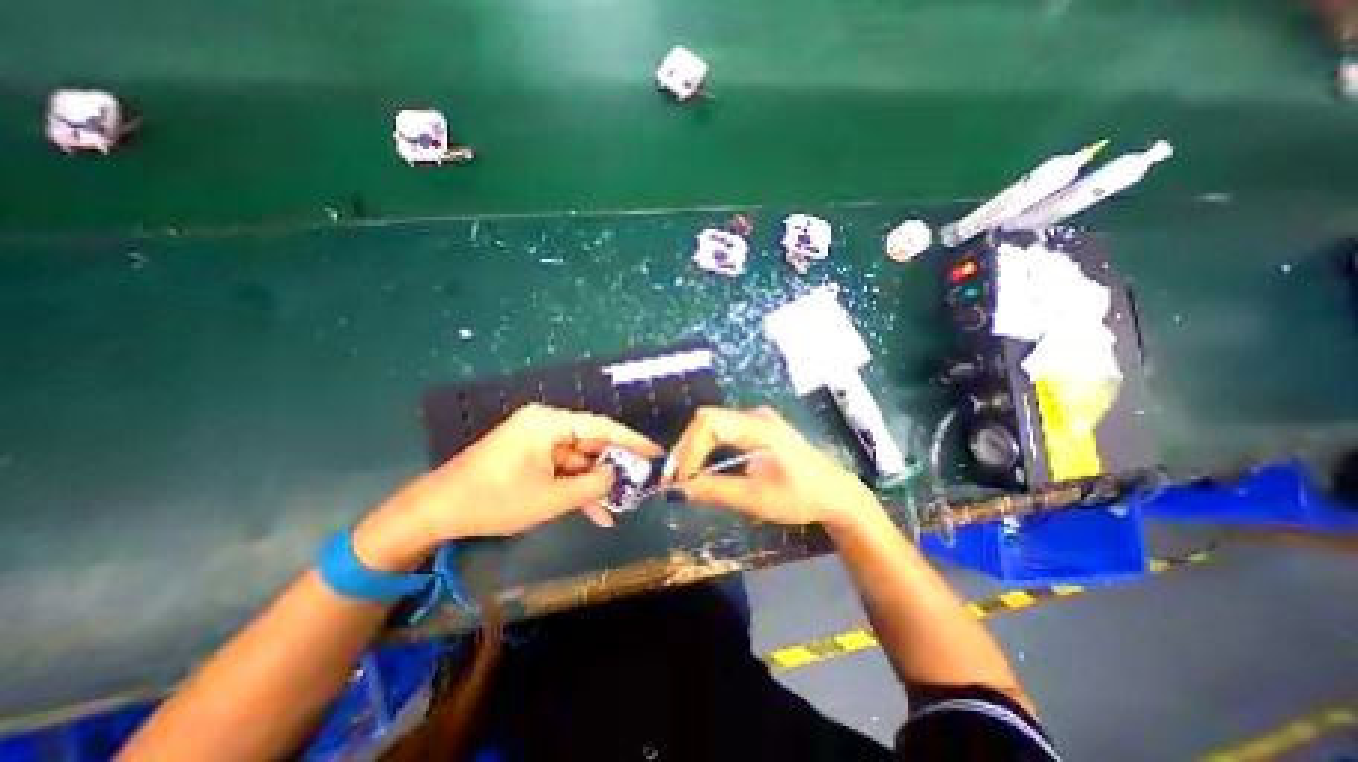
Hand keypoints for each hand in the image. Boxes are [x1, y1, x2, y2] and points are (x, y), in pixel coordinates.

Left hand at [358, 405, 660, 570]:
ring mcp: (538, 443)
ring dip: (595, 486)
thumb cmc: (494, 500)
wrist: (436, 513)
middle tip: (641, 484)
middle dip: (613, 468)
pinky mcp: (531, 459)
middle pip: (591, 444)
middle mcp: (546, 426)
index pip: (601, 426)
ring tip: (621, 506)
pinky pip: (562, 471)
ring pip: (578, 462)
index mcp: (549, 423)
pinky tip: (597, 514)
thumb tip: (616, 475)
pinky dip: (576, 490)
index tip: (655, 451)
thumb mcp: (549, 497)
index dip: (631, 440)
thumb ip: (591, 486)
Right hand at [668, 409, 882, 527]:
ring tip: (682, 475)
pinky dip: (705, 447)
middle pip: (707, 419)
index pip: (711, 424)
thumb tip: (679, 490)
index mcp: (760, 427)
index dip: (689, 448)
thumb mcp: (757, 499)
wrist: (835, 493)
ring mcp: (755, 419)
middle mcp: (755, 415)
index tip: (679, 479)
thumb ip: (717, 490)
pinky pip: (721, 430)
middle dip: (686, 448)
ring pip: (712, 423)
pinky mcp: (755, 428)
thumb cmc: (802, 497)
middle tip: (673, 479)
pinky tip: (700, 466)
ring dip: (693, 447)